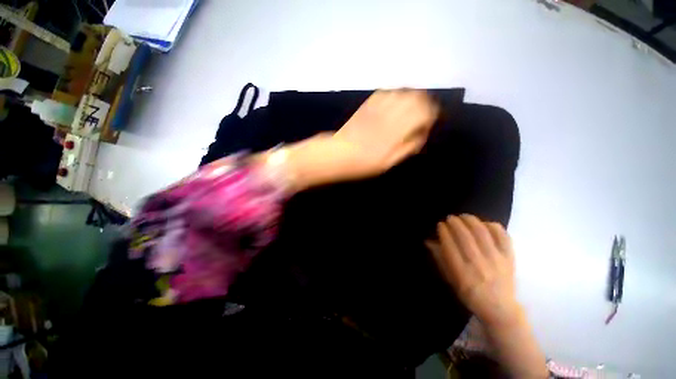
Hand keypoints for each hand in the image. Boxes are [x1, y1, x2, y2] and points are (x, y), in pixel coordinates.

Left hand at [331, 89, 439, 178]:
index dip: (430, 115)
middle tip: (421, 114)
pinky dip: (393, 95)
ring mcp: (378, 106)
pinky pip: (385, 92)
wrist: (338, 154)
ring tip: (408, 108)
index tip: (427, 124)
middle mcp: (391, 113)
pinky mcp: (367, 104)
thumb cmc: (364, 163)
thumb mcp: (389, 162)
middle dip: (423, 103)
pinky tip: (392, 103)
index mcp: (398, 130)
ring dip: (409, 97)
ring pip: (401, 91)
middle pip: (416, 97)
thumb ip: (408, 147)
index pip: (424, 112)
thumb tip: (420, 135)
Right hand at [426, 215, 520, 326]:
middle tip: (450, 218)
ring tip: (464, 216)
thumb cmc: (470, 295)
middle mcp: (478, 265)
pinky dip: (493, 227)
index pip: (450, 246)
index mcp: (462, 273)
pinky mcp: (509, 259)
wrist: (500, 309)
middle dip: (455, 223)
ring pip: (482, 234)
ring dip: (471, 221)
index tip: (440, 225)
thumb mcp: (450, 280)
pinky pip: (503, 237)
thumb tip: (429, 241)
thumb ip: (440, 259)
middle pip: (465, 237)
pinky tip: (485, 223)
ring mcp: (496, 261)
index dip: (444, 232)